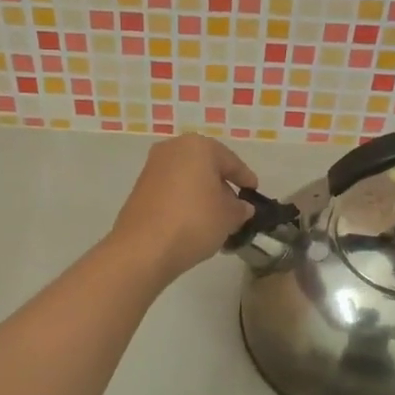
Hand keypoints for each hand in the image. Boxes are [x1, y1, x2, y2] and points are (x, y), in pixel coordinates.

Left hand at [110, 134, 257, 283]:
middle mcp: (173, 149)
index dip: (245, 178)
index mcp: (198, 147)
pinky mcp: (140, 188)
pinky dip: (184, 201)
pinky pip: (171, 190)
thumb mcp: (229, 217)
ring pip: (187, 179)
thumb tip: (242, 207)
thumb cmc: (195, 222)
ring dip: (202, 195)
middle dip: (221, 185)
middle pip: (206, 167)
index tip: (254, 191)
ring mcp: (152, 168)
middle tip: (235, 206)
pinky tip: (193, 222)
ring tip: (215, 218)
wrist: (143, 248)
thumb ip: (240, 208)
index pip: (231, 162)